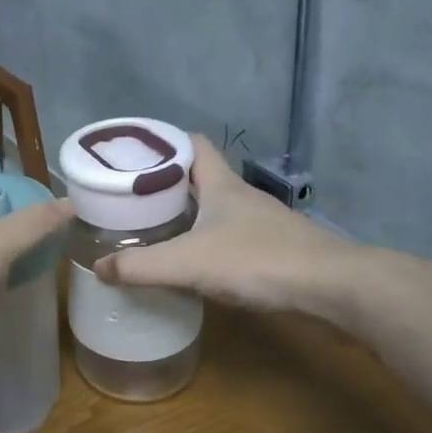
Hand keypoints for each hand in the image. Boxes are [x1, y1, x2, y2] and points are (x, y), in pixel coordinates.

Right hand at [93, 135, 362, 314]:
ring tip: (151, 229)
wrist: (333, 289)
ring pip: (214, 210)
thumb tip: (98, 267)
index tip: (131, 154)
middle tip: (129, 197)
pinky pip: (228, 238)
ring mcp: (260, 224)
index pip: (191, 144)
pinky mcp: (272, 251)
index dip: (162, 143)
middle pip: (198, 177)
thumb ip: (141, 266)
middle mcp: (240, 197)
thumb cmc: (258, 260)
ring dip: (185, 215)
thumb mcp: (189, 263)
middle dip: (165, 183)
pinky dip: (205, 243)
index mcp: (220, 185)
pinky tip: (190, 263)